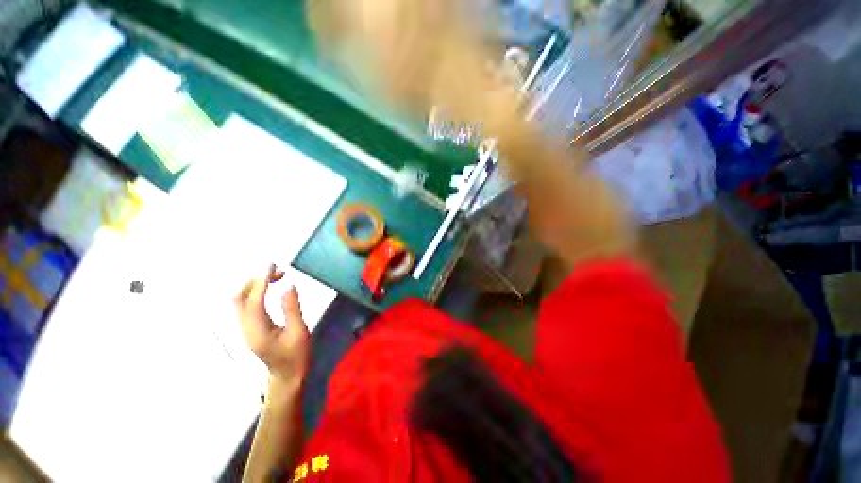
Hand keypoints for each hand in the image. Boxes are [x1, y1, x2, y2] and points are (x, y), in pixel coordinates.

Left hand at [234, 264, 309, 384]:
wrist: (286, 377)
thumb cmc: (296, 357)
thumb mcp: (299, 333)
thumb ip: (292, 309)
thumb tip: (289, 286)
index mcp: (258, 332)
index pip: (254, 301)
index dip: (262, 281)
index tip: (273, 266)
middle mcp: (246, 329)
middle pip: (239, 298)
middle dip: (255, 281)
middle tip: (277, 272)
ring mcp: (245, 329)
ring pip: (240, 301)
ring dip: (254, 285)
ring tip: (276, 277)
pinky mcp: (250, 329)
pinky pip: (246, 305)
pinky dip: (255, 292)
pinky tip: (270, 289)